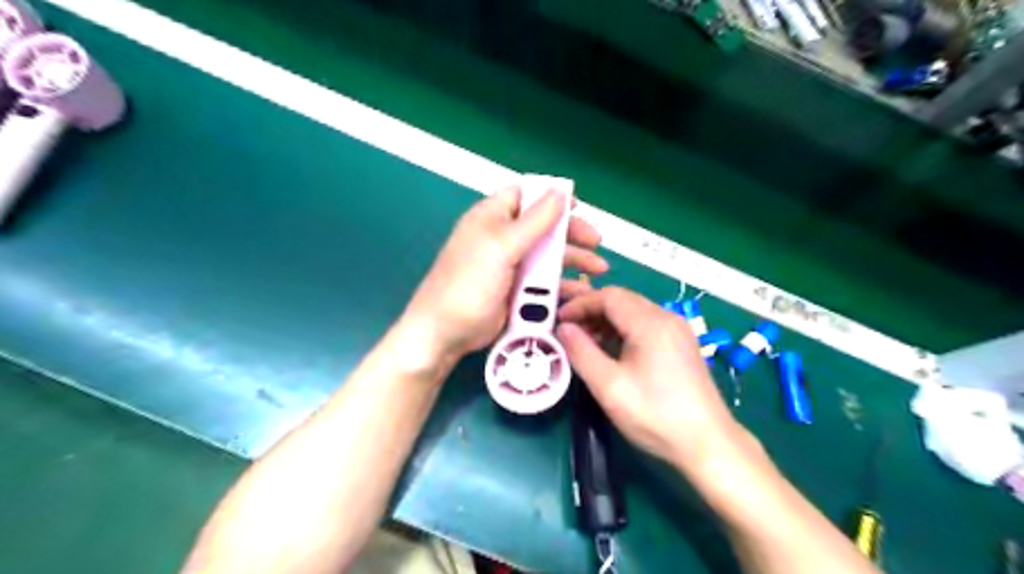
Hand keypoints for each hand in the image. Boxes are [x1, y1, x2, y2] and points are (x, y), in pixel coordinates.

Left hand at [403, 189, 606, 362]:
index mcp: (492, 217)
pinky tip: (581, 290)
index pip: (525, 195)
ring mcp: (510, 265)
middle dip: (571, 233)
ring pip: (548, 255)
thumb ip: (535, 220)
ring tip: (599, 269)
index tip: (578, 207)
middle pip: (543, 226)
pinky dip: (563, 283)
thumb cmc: (470, 281)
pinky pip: (545, 280)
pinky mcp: (516, 290)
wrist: (447, 331)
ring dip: (573, 260)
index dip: (552, 198)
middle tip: (596, 242)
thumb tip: (560, 191)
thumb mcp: (503, 246)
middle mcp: (502, 237)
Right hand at [557, 293, 739, 474]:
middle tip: (568, 327)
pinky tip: (610, 348)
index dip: (580, 304)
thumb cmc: (655, 415)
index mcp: (650, 323)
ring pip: (634, 310)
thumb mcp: (609, 386)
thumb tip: (563, 329)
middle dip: (591, 309)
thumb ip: (581, 352)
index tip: (559, 320)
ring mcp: (677, 329)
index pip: (609, 296)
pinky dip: (622, 328)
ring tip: (584, 339)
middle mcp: (666, 317)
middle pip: (622, 299)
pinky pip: (645, 323)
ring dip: (606, 319)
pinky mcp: (681, 343)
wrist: (708, 443)